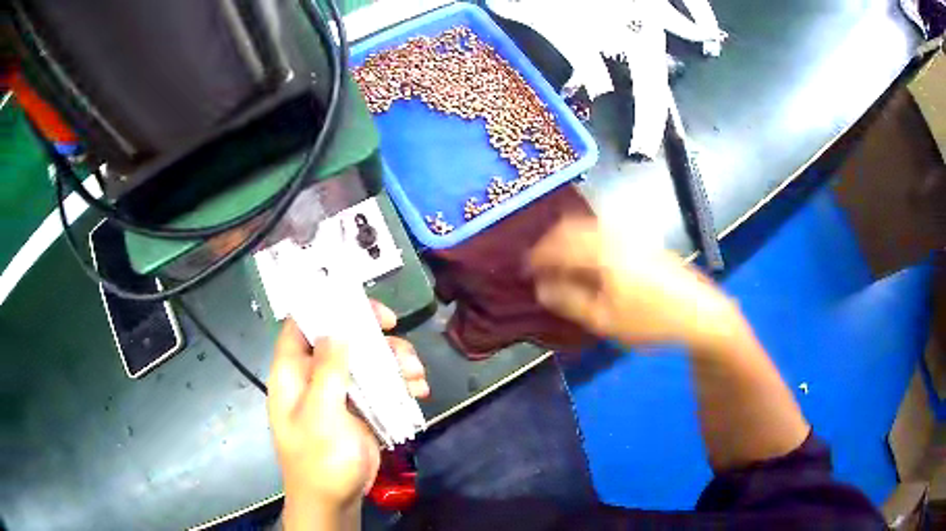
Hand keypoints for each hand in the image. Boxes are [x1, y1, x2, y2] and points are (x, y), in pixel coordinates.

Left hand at [267, 301, 428, 528]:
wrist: (334, 500)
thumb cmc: (319, 459)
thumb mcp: (320, 414)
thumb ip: (328, 370)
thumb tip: (337, 328)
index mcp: (293, 372)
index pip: (302, 323)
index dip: (327, 307)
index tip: (361, 308)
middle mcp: (314, 375)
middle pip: (342, 338)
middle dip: (372, 336)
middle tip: (397, 335)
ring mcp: (339, 391)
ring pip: (366, 360)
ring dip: (395, 362)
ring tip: (417, 376)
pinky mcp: (361, 407)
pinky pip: (381, 385)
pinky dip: (401, 384)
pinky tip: (419, 392)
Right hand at [528, 217, 740, 349]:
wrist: (699, 311)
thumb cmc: (651, 320)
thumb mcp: (605, 319)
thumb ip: (569, 301)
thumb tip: (540, 288)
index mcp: (602, 251)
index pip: (558, 246)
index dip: (536, 257)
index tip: (522, 270)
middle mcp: (614, 234)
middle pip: (572, 227)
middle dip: (550, 243)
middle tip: (537, 263)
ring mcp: (631, 234)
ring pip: (588, 226)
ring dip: (568, 239)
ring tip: (559, 261)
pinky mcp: (642, 240)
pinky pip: (603, 230)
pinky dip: (586, 238)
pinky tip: (587, 257)